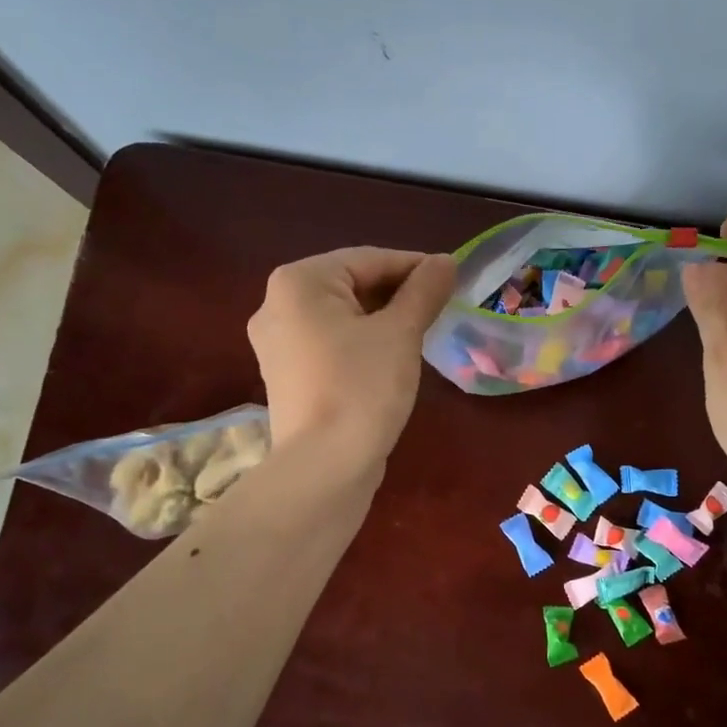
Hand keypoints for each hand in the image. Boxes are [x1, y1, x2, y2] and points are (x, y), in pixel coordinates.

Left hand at [247, 246, 455, 467]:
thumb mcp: (400, 333)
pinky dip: (360, 342)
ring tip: (421, 330)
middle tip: (439, 306)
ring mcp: (276, 343)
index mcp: (298, 282)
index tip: (451, 277)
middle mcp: (276, 304)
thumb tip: (445, 261)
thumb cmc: (362, 387)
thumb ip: (423, 290)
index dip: (414, 266)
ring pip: (340, 316)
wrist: (324, 466)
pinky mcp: (286, 374)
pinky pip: (329, 343)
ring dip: (381, 318)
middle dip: (396, 293)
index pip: (368, 259)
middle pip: (349, 284)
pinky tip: (389, 357)